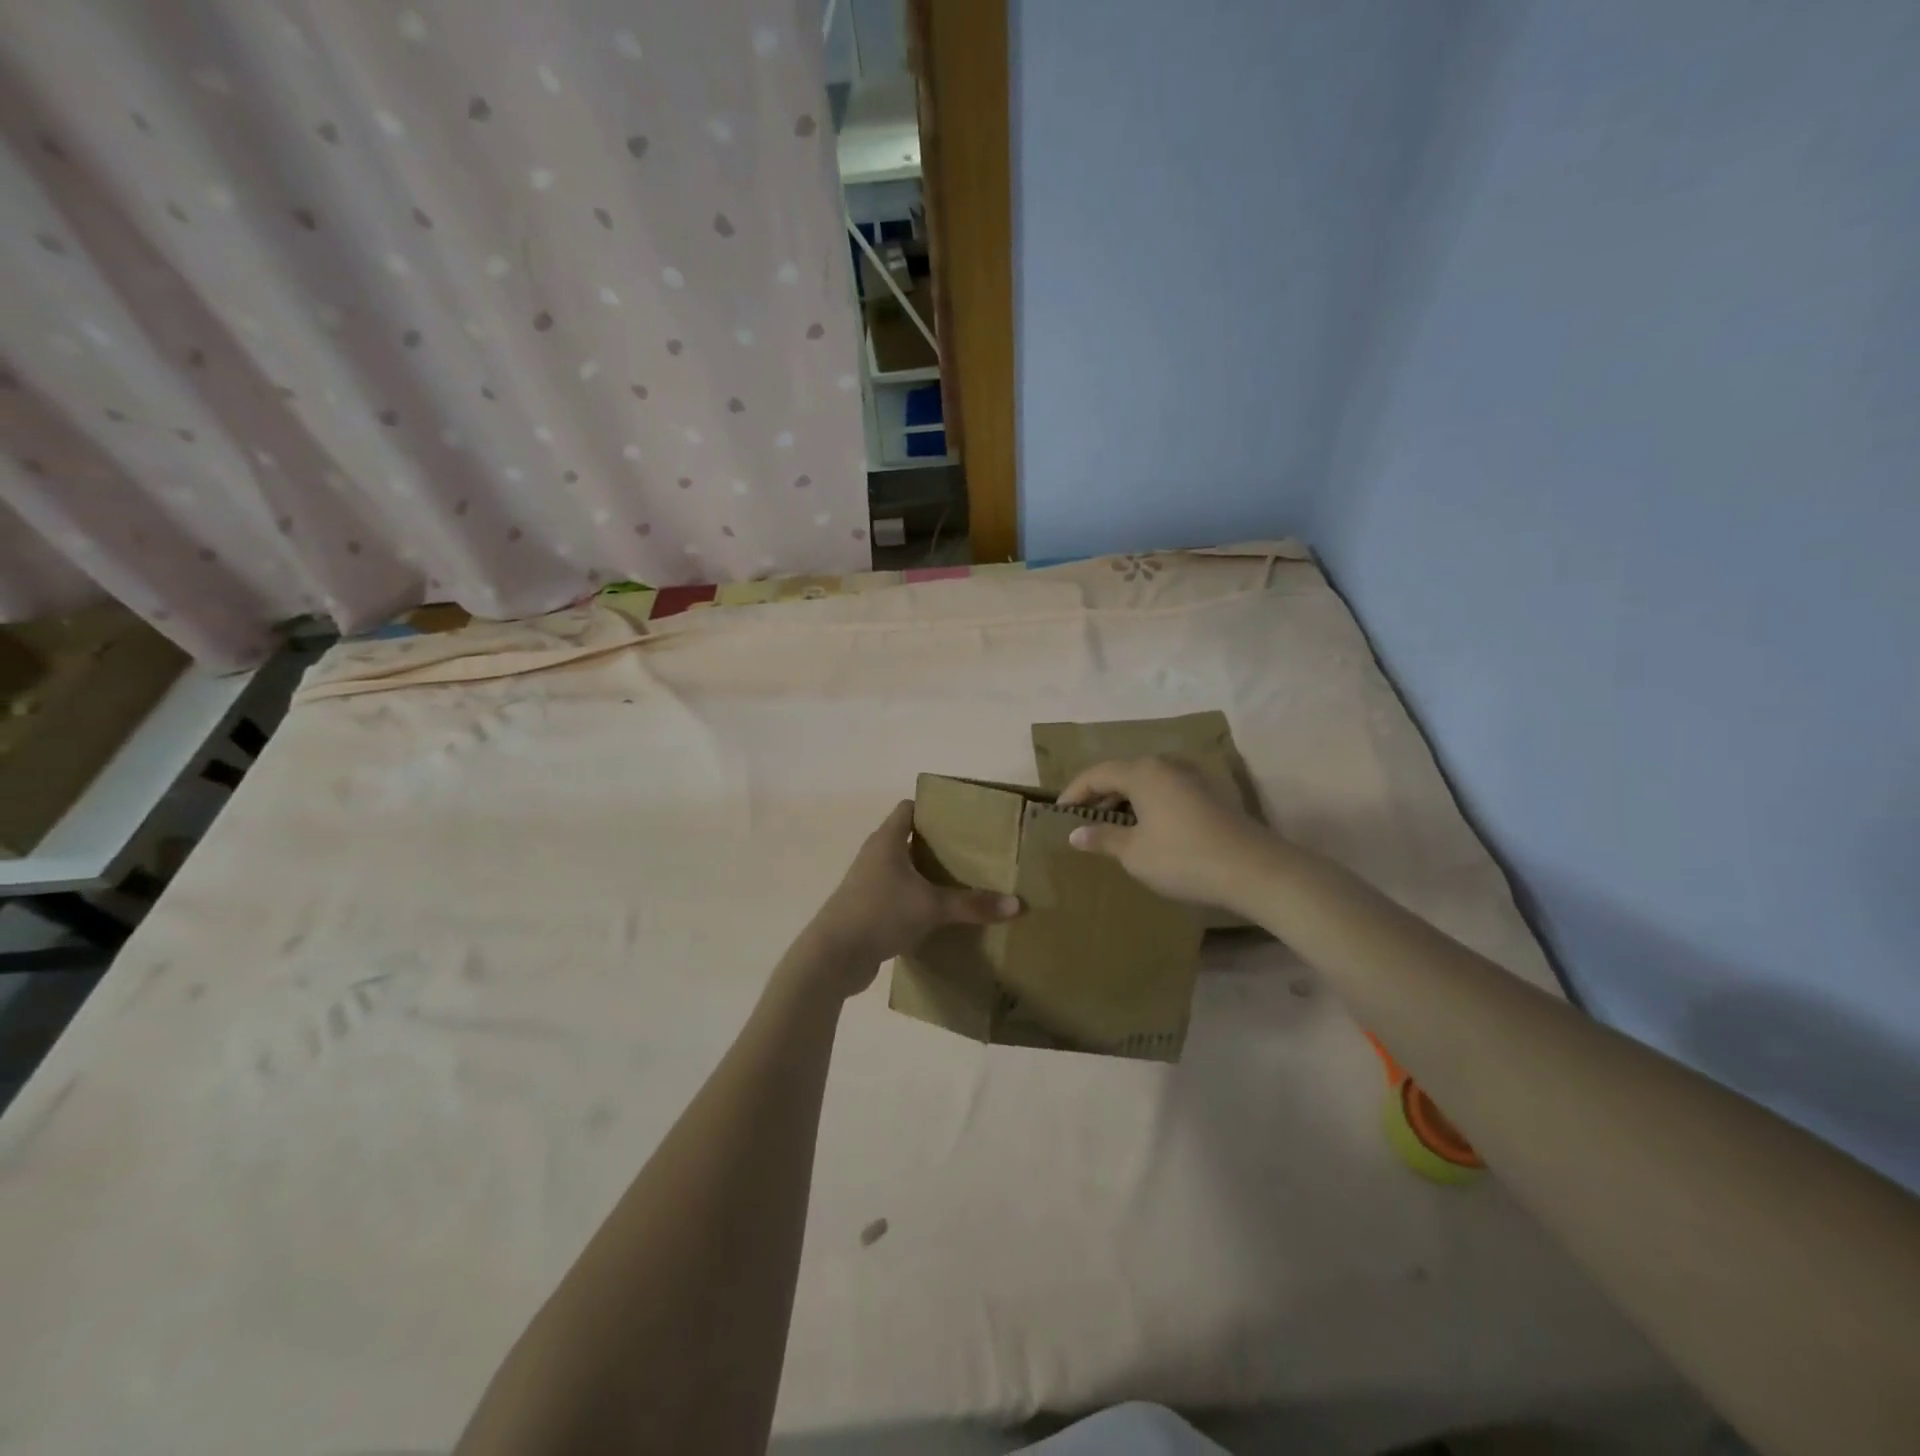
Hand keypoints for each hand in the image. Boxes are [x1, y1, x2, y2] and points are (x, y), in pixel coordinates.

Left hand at [798, 800, 1021, 997]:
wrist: (833, 957)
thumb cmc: (879, 914)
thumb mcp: (931, 907)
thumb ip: (972, 905)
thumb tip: (1017, 904)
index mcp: (887, 841)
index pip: (909, 808)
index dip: (933, 808)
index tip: (963, 817)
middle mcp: (875, 856)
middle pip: (908, 839)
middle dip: (938, 844)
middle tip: (973, 851)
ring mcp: (868, 883)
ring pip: (903, 869)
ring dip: (927, 874)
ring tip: (962, 881)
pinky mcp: (867, 909)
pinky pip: (897, 895)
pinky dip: (916, 899)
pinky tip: (940, 913)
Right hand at [1058, 756, 1278, 910]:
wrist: (1252, 870)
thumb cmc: (1182, 858)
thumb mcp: (1134, 852)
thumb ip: (1102, 838)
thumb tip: (1075, 833)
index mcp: (1142, 772)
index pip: (1096, 774)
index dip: (1073, 793)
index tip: (1058, 815)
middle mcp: (1165, 765)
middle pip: (1121, 774)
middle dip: (1098, 796)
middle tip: (1081, 822)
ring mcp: (1190, 778)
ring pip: (1145, 783)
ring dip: (1123, 802)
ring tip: (1109, 828)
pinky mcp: (1208, 795)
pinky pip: (1164, 792)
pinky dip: (1146, 807)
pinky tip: (1144, 831)